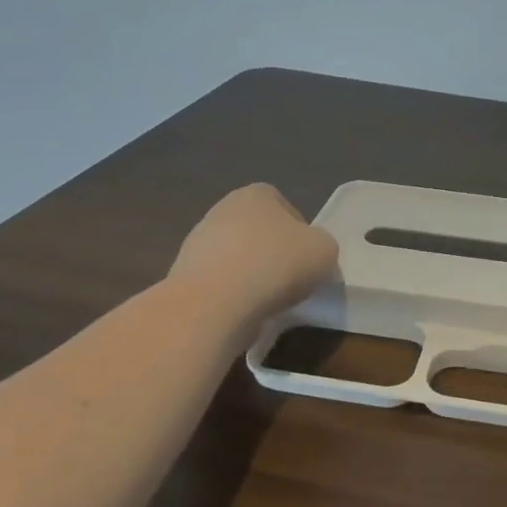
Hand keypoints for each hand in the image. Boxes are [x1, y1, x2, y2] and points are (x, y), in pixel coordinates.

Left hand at [169, 184, 337, 322]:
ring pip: (237, 259)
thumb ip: (321, 246)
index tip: (308, 259)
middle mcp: (222, 210)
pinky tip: (243, 312)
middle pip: (259, 233)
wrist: (214, 304)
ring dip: (252, 277)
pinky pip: (219, 284)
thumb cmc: (276, 264)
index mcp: (256, 194)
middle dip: (274, 255)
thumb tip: (310, 256)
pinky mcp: (182, 276)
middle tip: (291, 281)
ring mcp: (197, 243)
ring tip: (267, 302)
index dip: (301, 234)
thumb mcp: (325, 250)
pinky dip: (232, 297)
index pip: (285, 208)